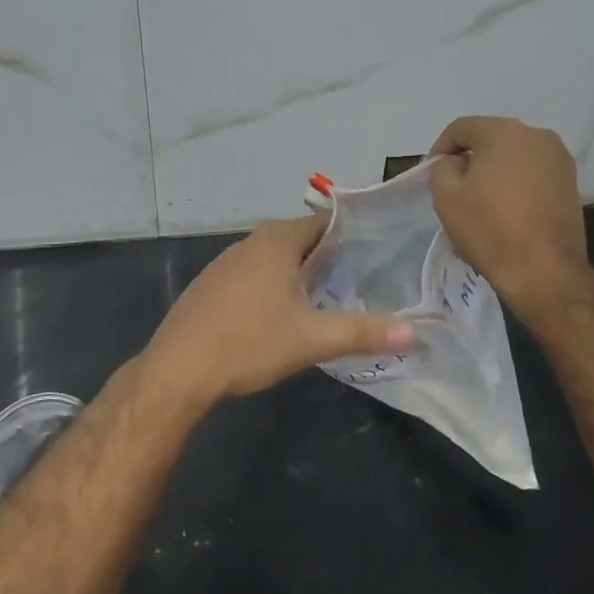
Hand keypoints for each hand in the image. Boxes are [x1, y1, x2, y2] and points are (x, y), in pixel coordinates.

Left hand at [136, 215, 417, 402]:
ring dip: (300, 272)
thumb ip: (364, 332)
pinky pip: (253, 274)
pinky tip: (281, 313)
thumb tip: (416, 332)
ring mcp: (226, 262)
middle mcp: (250, 242)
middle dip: (329, 257)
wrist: (178, 369)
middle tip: (362, 280)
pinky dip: (273, 284)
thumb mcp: (312, 340)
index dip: (352, 235)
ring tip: (329, 297)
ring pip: (275, 258)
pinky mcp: (211, 285)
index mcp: (277, 241)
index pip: (324, 223)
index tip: (378, 253)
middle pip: (300, 239)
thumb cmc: (248, 343)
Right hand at [429, 116, 592, 315]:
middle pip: (490, 140)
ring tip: (479, 205)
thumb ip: (443, 167)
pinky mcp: (571, 184)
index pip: (461, 128)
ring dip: (493, 175)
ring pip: (513, 159)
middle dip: (469, 161)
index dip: (440, 149)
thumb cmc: (490, 228)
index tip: (432, 175)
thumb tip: (457, 163)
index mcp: (505, 131)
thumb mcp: (446, 195)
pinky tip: (504, 215)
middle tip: (454, 190)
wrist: (544, 272)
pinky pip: (532, 175)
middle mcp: (537, 136)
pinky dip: (514, 187)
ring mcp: (559, 160)